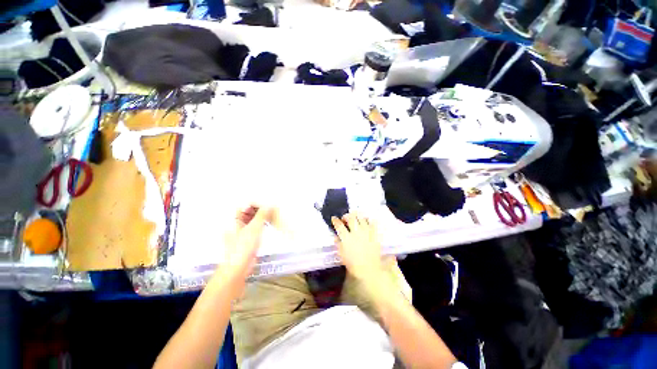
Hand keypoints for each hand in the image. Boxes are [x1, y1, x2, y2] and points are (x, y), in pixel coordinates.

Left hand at [215, 205, 272, 296]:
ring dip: (262, 216)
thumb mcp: (254, 228)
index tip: (268, 204)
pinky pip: (256, 227)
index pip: (245, 205)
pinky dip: (262, 223)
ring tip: (273, 214)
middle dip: (260, 209)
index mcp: (234, 219)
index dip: (257, 203)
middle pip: (249, 211)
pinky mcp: (248, 238)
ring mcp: (242, 231)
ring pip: (253, 219)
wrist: (238, 268)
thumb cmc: (243, 246)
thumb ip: (262, 214)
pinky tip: (270, 223)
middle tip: (272, 208)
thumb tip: (270, 203)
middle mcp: (237, 223)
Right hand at [331, 213, 382, 281]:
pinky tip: (367, 221)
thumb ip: (338, 242)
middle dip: (346, 216)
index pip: (339, 225)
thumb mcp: (341, 253)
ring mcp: (366, 232)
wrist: (368, 270)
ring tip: (355, 217)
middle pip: (351, 218)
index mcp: (347, 238)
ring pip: (361, 218)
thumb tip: (336, 235)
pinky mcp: (374, 234)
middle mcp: (356, 232)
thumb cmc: (352, 264)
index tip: (334, 218)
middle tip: (345, 218)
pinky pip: (373, 223)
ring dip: (357, 216)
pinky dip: (370, 220)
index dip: (335, 220)